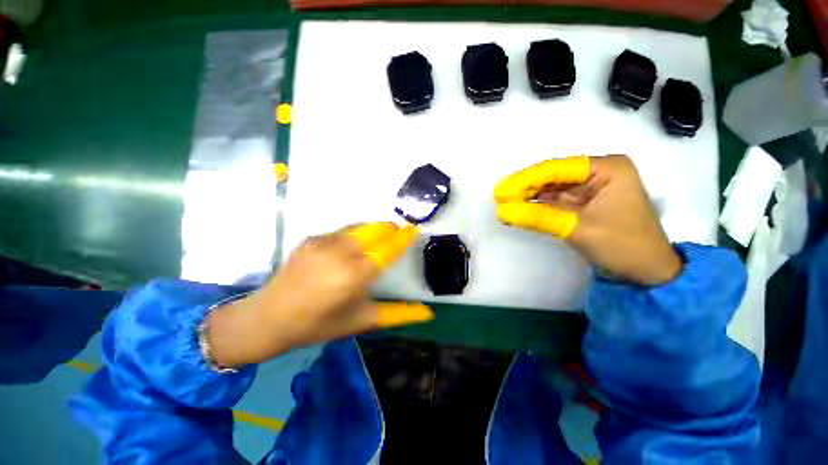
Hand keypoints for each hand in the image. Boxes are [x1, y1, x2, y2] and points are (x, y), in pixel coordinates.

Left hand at [206, 223, 433, 367]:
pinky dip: (355, 234)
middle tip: (397, 233)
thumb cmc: (320, 324)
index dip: (403, 237)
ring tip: (380, 236)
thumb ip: (400, 314)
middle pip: (376, 230)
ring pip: (360, 227)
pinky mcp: (312, 238)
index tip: (413, 229)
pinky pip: (342, 231)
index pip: (389, 248)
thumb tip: (429, 312)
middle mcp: (342, 253)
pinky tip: (352, 246)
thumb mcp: (363, 320)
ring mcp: (324, 242)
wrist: (270, 318)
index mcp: (357, 276)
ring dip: (374, 229)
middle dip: (390, 229)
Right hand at [494, 155, 682, 285]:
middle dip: (525, 188)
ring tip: (505, 205)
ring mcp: (591, 187)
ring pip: (551, 188)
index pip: (556, 169)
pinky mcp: (584, 203)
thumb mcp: (577, 228)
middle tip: (499, 198)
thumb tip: (502, 211)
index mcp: (607, 168)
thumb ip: (538, 217)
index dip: (525, 179)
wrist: (648, 272)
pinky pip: (555, 201)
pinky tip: (519, 210)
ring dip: (528, 197)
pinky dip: (538, 207)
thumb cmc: (623, 246)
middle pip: (552, 176)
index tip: (501, 190)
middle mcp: (599, 172)